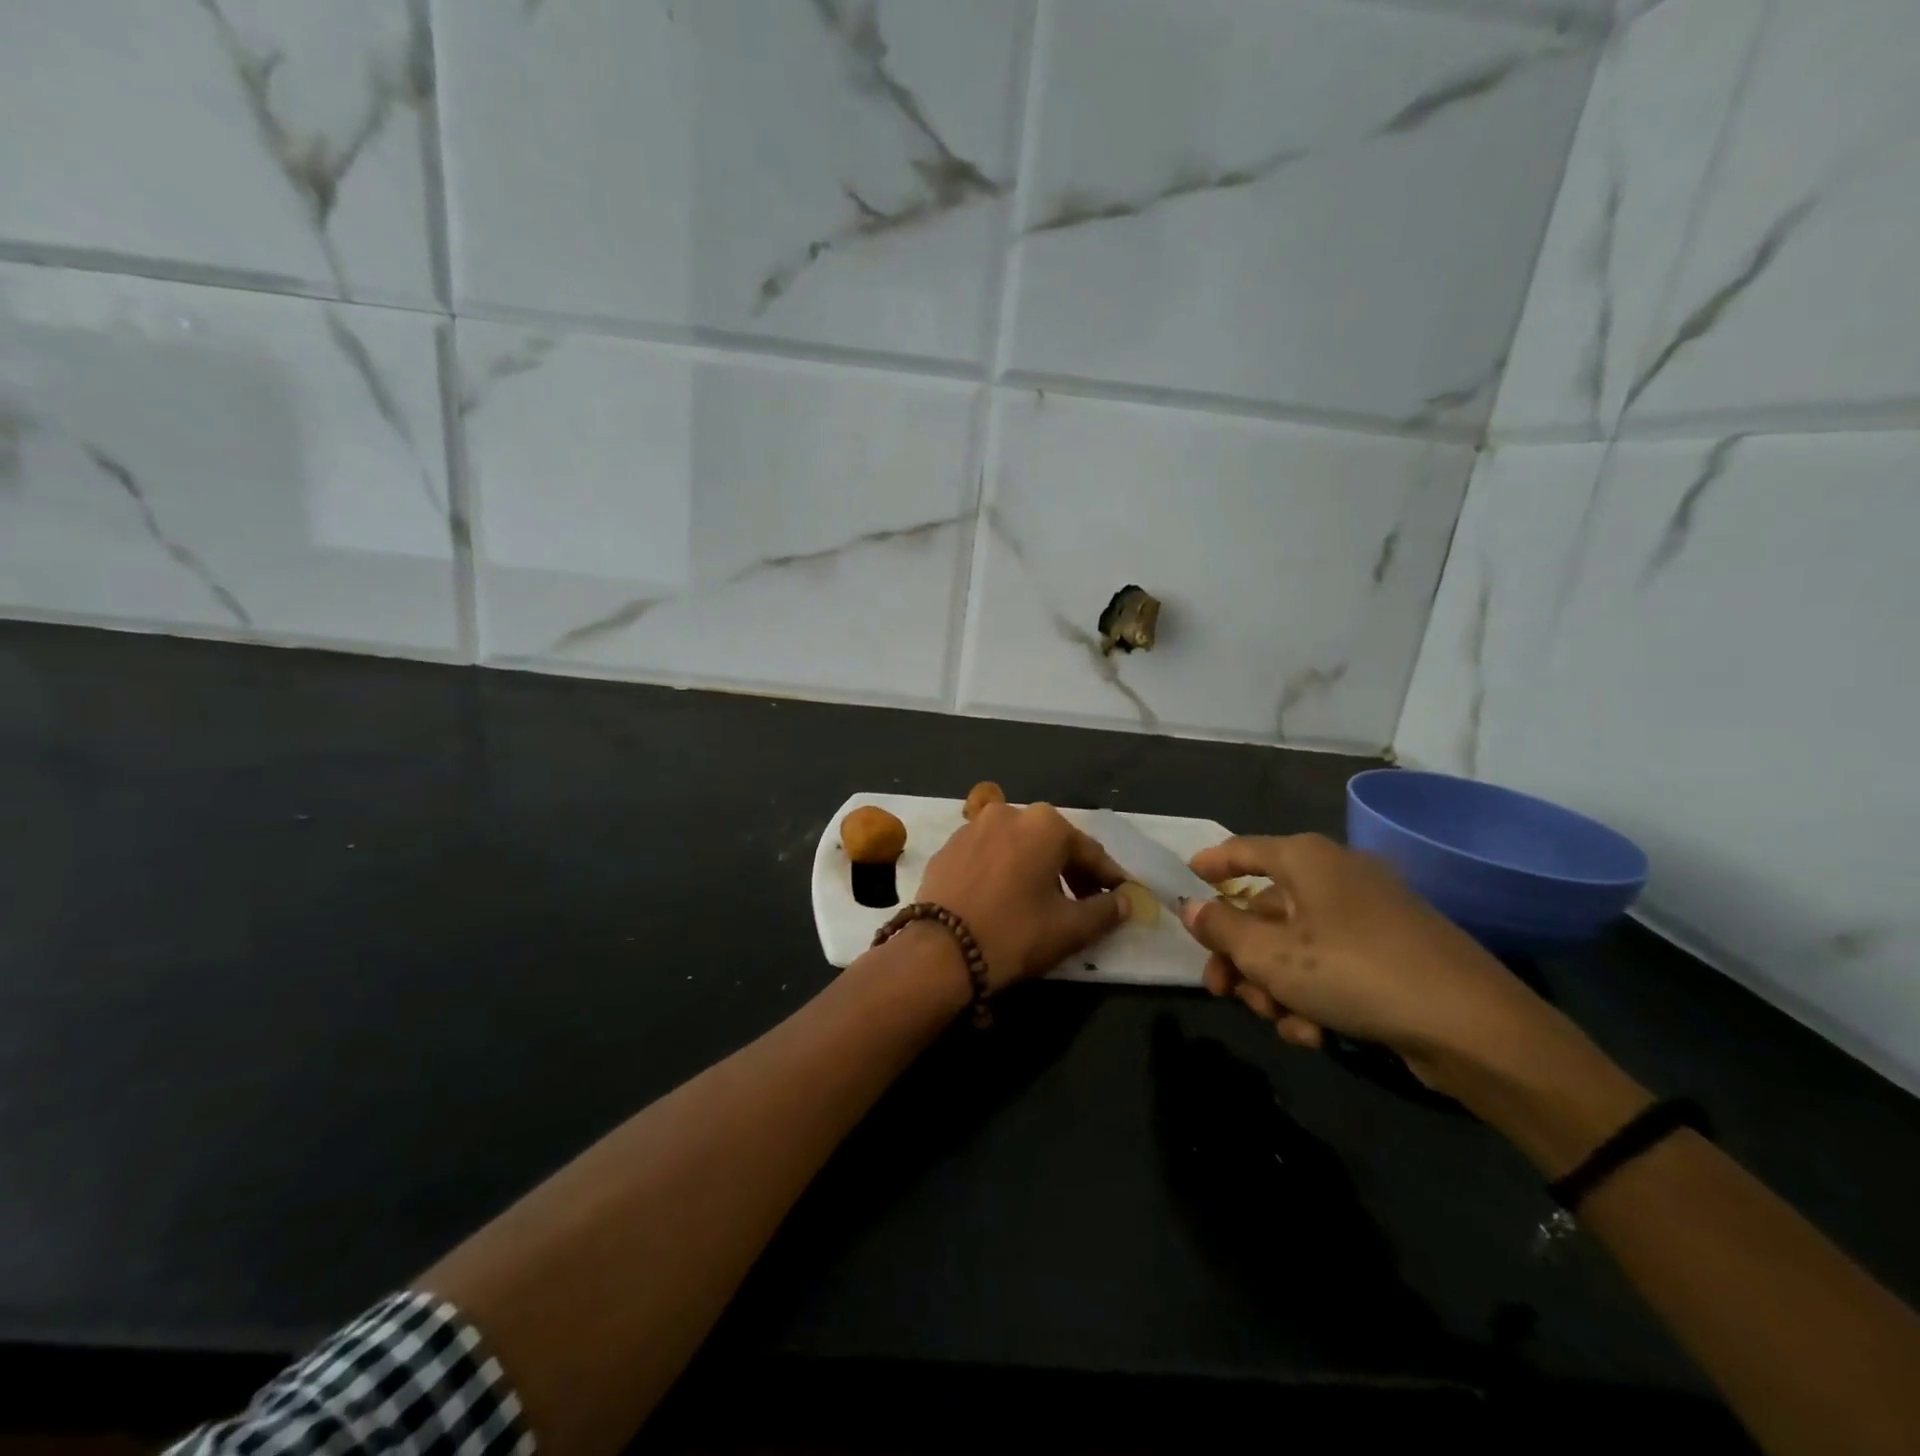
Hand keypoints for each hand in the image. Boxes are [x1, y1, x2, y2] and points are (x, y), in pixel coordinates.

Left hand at [916, 801, 1130, 990]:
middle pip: (1052, 843)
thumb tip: (1126, 901)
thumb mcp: (1070, 928)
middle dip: (1072, 871)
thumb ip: (1106, 911)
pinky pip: (988, 855)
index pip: (1089, 851)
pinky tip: (1004, 897)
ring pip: (1018, 846)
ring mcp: (972, 827)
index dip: (1109, 878)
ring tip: (1044, 900)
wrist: (939, 950)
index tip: (1123, 897)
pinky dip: (1003, 870)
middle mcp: (1009, 813)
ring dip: (1036, 868)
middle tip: (1086, 902)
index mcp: (1044, 824)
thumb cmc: (1014, 933)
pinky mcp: (947, 847)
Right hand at [1182, 834, 1547, 1085]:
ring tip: (1280, 1022)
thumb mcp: (1269, 954)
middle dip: (1240, 957)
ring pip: (1295, 945)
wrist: (1473, 1027)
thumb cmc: (1353, 972)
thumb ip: (1220, 928)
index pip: (1242, 850)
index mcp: (1306, 860)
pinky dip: (1313, 995)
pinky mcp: (1392, 954)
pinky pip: (1331, 966)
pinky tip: (1315, 1034)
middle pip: (1264, 910)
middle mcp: (1336, 877)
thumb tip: (1191, 906)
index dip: (1210, 865)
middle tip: (1221, 990)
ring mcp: (1368, 915)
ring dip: (1275, 986)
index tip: (1185, 880)